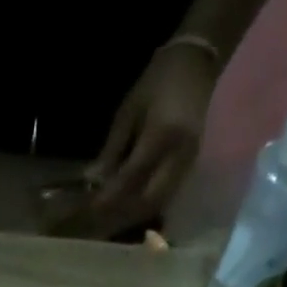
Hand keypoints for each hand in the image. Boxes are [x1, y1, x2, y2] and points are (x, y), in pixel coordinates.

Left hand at [85, 42, 217, 234]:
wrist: (198, 63)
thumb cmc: (159, 80)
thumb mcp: (129, 110)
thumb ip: (113, 149)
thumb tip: (93, 181)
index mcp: (163, 134)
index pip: (132, 176)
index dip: (108, 196)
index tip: (88, 209)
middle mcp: (179, 156)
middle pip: (146, 201)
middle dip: (119, 215)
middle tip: (95, 222)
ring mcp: (187, 165)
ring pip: (156, 205)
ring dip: (131, 217)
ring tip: (107, 223)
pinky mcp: (189, 171)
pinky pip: (164, 200)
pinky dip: (143, 210)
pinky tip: (126, 212)